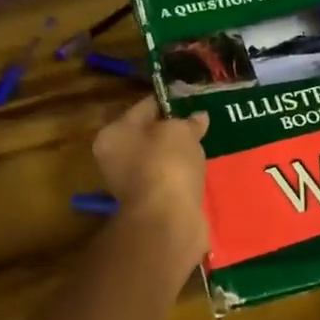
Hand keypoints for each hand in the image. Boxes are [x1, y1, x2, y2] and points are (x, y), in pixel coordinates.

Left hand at [93, 96, 210, 266]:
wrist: (168, 220)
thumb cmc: (166, 164)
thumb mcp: (179, 130)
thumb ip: (188, 121)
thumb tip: (198, 118)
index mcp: (113, 134)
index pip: (143, 107)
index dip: (169, 101)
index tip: (192, 99)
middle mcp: (117, 159)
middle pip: (150, 135)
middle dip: (175, 129)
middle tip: (202, 122)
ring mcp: (134, 184)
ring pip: (162, 159)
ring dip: (181, 154)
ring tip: (207, 144)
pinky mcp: (153, 203)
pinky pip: (171, 180)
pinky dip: (185, 175)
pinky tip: (202, 169)